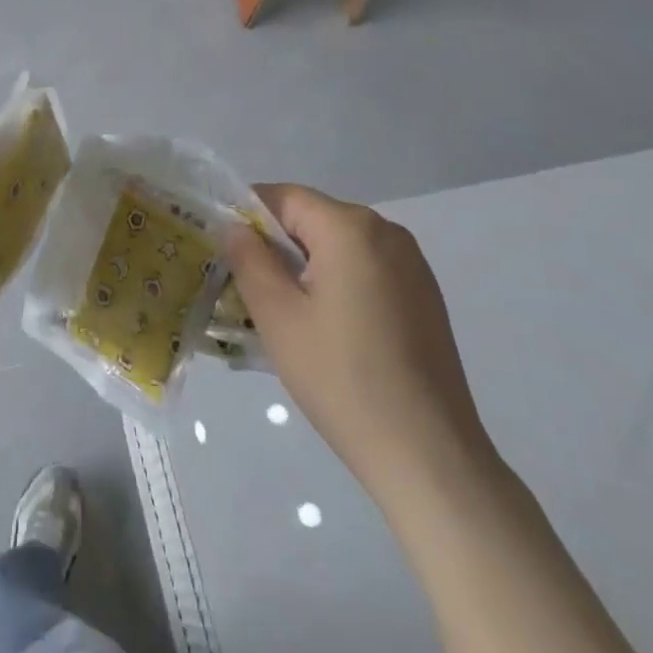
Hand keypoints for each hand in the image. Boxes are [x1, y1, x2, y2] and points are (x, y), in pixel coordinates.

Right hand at [222, 184, 497, 501]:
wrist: (429, 455)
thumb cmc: (342, 378)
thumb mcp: (278, 315)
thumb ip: (249, 259)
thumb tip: (235, 227)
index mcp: (351, 227)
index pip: (284, 196)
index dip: (247, 215)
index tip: (224, 250)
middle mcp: (387, 232)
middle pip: (313, 219)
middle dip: (276, 244)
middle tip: (245, 286)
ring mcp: (412, 265)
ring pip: (339, 246)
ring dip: (305, 266)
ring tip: (282, 312)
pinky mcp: (424, 296)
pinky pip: (365, 270)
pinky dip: (336, 283)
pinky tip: (326, 329)